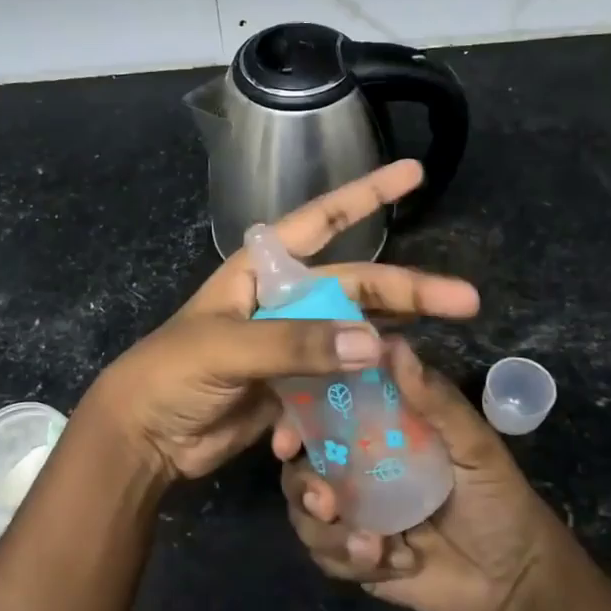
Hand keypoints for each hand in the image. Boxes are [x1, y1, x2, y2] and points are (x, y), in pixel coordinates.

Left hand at [81, 160, 478, 485]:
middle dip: (407, 289)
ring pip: (354, 333)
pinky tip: (378, 405)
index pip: (321, 220)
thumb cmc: (172, 373)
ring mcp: (290, 345)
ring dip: (392, 340)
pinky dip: (356, 393)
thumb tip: (375, 341)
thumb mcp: (226, 348)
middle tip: (465, 299)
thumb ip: (295, 343)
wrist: (144, 438)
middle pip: (354, 285)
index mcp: (261, 270)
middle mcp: (282, 300)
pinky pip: (338, 382)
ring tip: (437, 345)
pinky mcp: (293, 387)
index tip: (415, 172)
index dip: (368, 194)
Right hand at [279, 338, 565, 610]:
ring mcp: (352, 511)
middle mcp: (354, 465)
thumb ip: (433, 401)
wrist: (515, 581)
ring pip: (305, 516)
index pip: (319, 412)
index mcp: (376, 429)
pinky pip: (326, 556)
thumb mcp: (474, 446)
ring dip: (328, 534)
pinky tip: (397, 562)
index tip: (287, 442)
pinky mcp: (354, 554)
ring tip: (372, 547)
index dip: (292, 421)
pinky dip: (353, 561)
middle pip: (299, 467)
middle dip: (302, 486)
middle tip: (325, 503)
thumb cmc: (497, 499)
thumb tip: (392, 344)